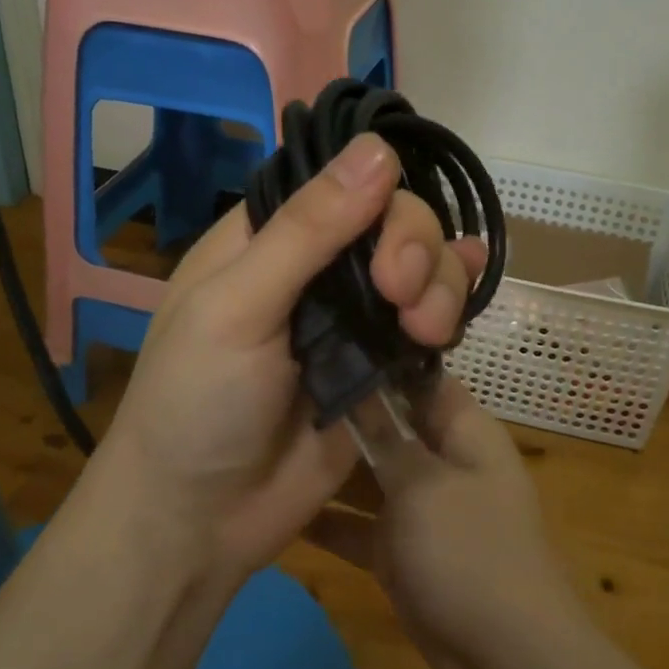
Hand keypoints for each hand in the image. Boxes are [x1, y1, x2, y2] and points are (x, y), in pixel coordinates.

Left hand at [89, 134, 488, 583]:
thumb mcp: (237, 307)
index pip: (341, 183)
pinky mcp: (379, 363)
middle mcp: (313, 266)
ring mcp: (350, 316)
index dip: (379, 199)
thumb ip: (308, 230)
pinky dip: (453, 302)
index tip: (387, 249)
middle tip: (402, 299)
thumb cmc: (196, 403)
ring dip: (441, 284)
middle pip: (393, 221)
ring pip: (421, 266)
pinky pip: (428, 319)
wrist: (200, 519)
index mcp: (266, 237)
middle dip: (415, 249)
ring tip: (428, 332)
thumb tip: (379, 149)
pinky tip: (472, 297)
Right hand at [304, 375, 584, 668]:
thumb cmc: (471, 553)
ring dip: (327, 467)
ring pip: (367, 474)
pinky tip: (275, 508)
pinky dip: (328, 521)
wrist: (509, 660)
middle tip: (275, 394)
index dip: (373, 360)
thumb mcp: (423, 485)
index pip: (415, 378)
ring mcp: (420, 507)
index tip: (319, 347)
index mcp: (462, 430)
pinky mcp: (400, 549)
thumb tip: (359, 381)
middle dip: (339, 414)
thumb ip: (384, 435)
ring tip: (265, 441)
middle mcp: (440, 459)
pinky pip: (359, 525)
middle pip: (386, 424)